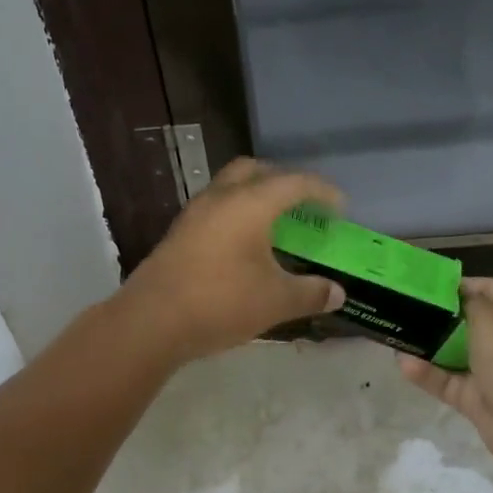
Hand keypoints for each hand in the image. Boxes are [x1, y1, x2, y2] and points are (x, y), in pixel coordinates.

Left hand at [120, 158, 346, 363]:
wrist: (151, 321)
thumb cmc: (221, 303)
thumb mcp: (276, 301)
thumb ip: (311, 293)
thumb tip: (338, 294)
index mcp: (250, 203)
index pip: (294, 183)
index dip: (322, 192)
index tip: (340, 208)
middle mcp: (221, 198)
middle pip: (256, 171)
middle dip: (284, 181)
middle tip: (303, 206)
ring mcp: (195, 214)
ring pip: (230, 188)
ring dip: (256, 197)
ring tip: (275, 226)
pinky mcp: (179, 234)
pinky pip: (216, 209)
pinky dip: (237, 215)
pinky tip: (245, 246)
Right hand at [398, 277, 492, 478]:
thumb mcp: (492, 318)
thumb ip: (467, 303)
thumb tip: (453, 296)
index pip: (488, 289)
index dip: (459, 285)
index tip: (423, 284)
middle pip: (467, 322)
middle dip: (436, 317)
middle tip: (401, 308)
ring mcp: (491, 372)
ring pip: (452, 354)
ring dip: (426, 346)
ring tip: (395, 334)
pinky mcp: (476, 399)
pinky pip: (447, 382)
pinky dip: (426, 374)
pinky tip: (403, 363)